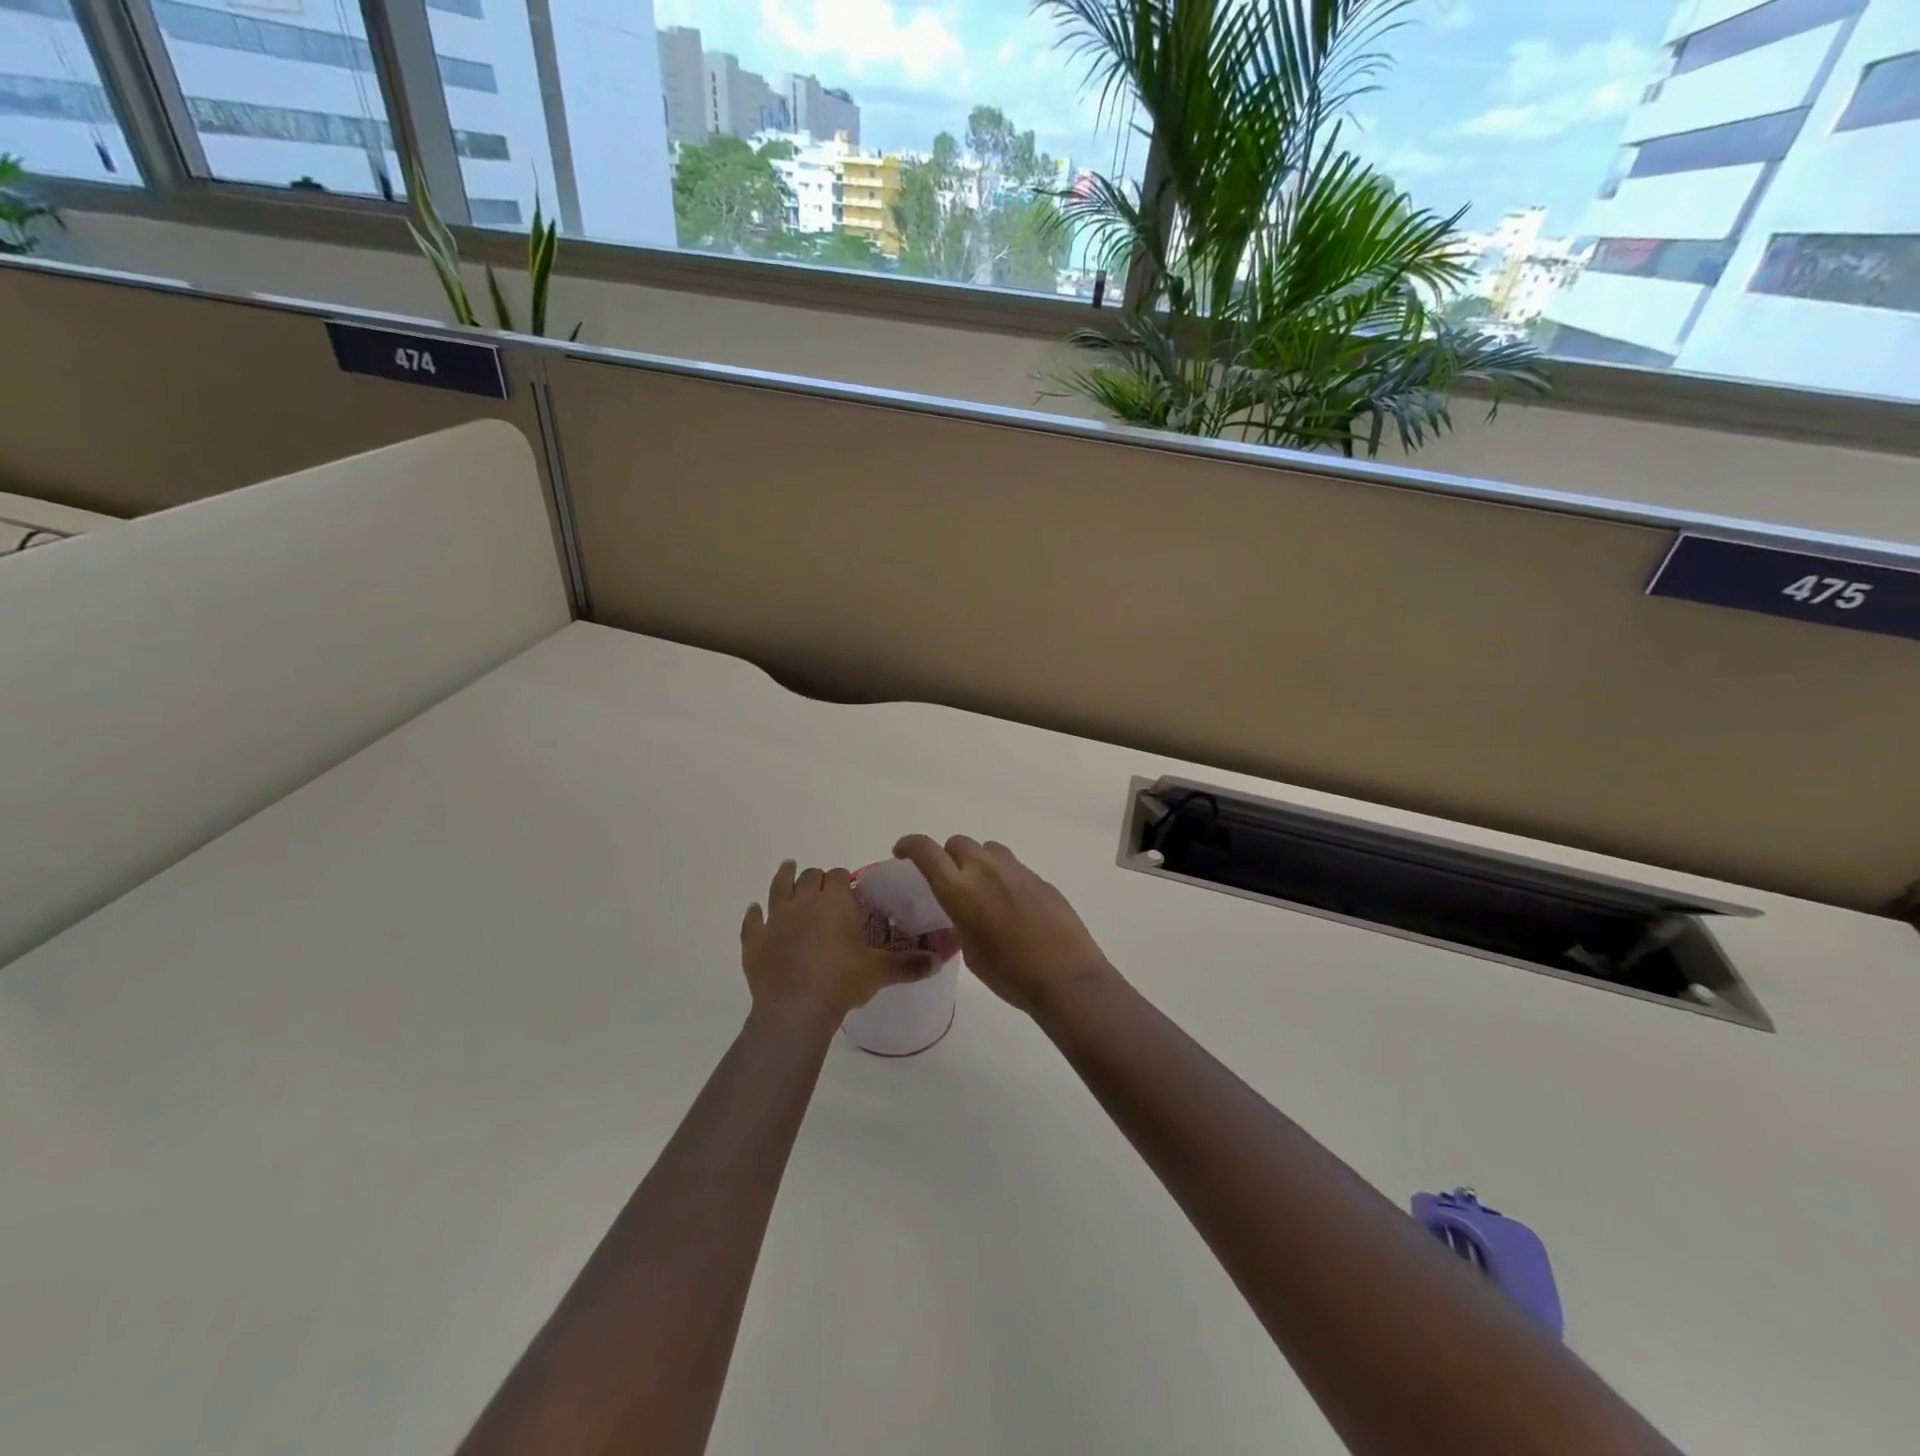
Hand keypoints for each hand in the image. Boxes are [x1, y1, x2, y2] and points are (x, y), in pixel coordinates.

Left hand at [740, 860, 939, 1021]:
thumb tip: (938, 961)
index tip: (847, 886)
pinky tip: (755, 911)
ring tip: (787, 868)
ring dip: (784, 877)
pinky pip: (752, 921)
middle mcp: (803, 902)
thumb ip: (910, 964)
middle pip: (809, 877)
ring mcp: (775, 919)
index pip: (838, 876)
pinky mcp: (755, 940)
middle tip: (823, 887)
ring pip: (778, 888)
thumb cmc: (842, 982)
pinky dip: (754, 915)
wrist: (796, 1009)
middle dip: (816, 878)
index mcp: (834, 902)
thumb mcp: (881, 973)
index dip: (842, 878)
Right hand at [892, 836, 1114, 1016]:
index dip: (910, 845)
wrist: (1065, 977)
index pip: (926, 851)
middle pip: (958, 843)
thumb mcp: (972, 953)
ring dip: (978, 861)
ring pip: (987, 849)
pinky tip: (1012, 905)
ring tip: (982, 888)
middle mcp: (985, 870)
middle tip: (949, 879)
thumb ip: (963, 922)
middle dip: (947, 856)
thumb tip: (969, 915)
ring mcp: (1016, 870)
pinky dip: (1003, 877)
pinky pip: (1012, 866)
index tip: (902, 852)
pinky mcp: (1039, 878)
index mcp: (960, 890)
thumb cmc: (1010, 975)